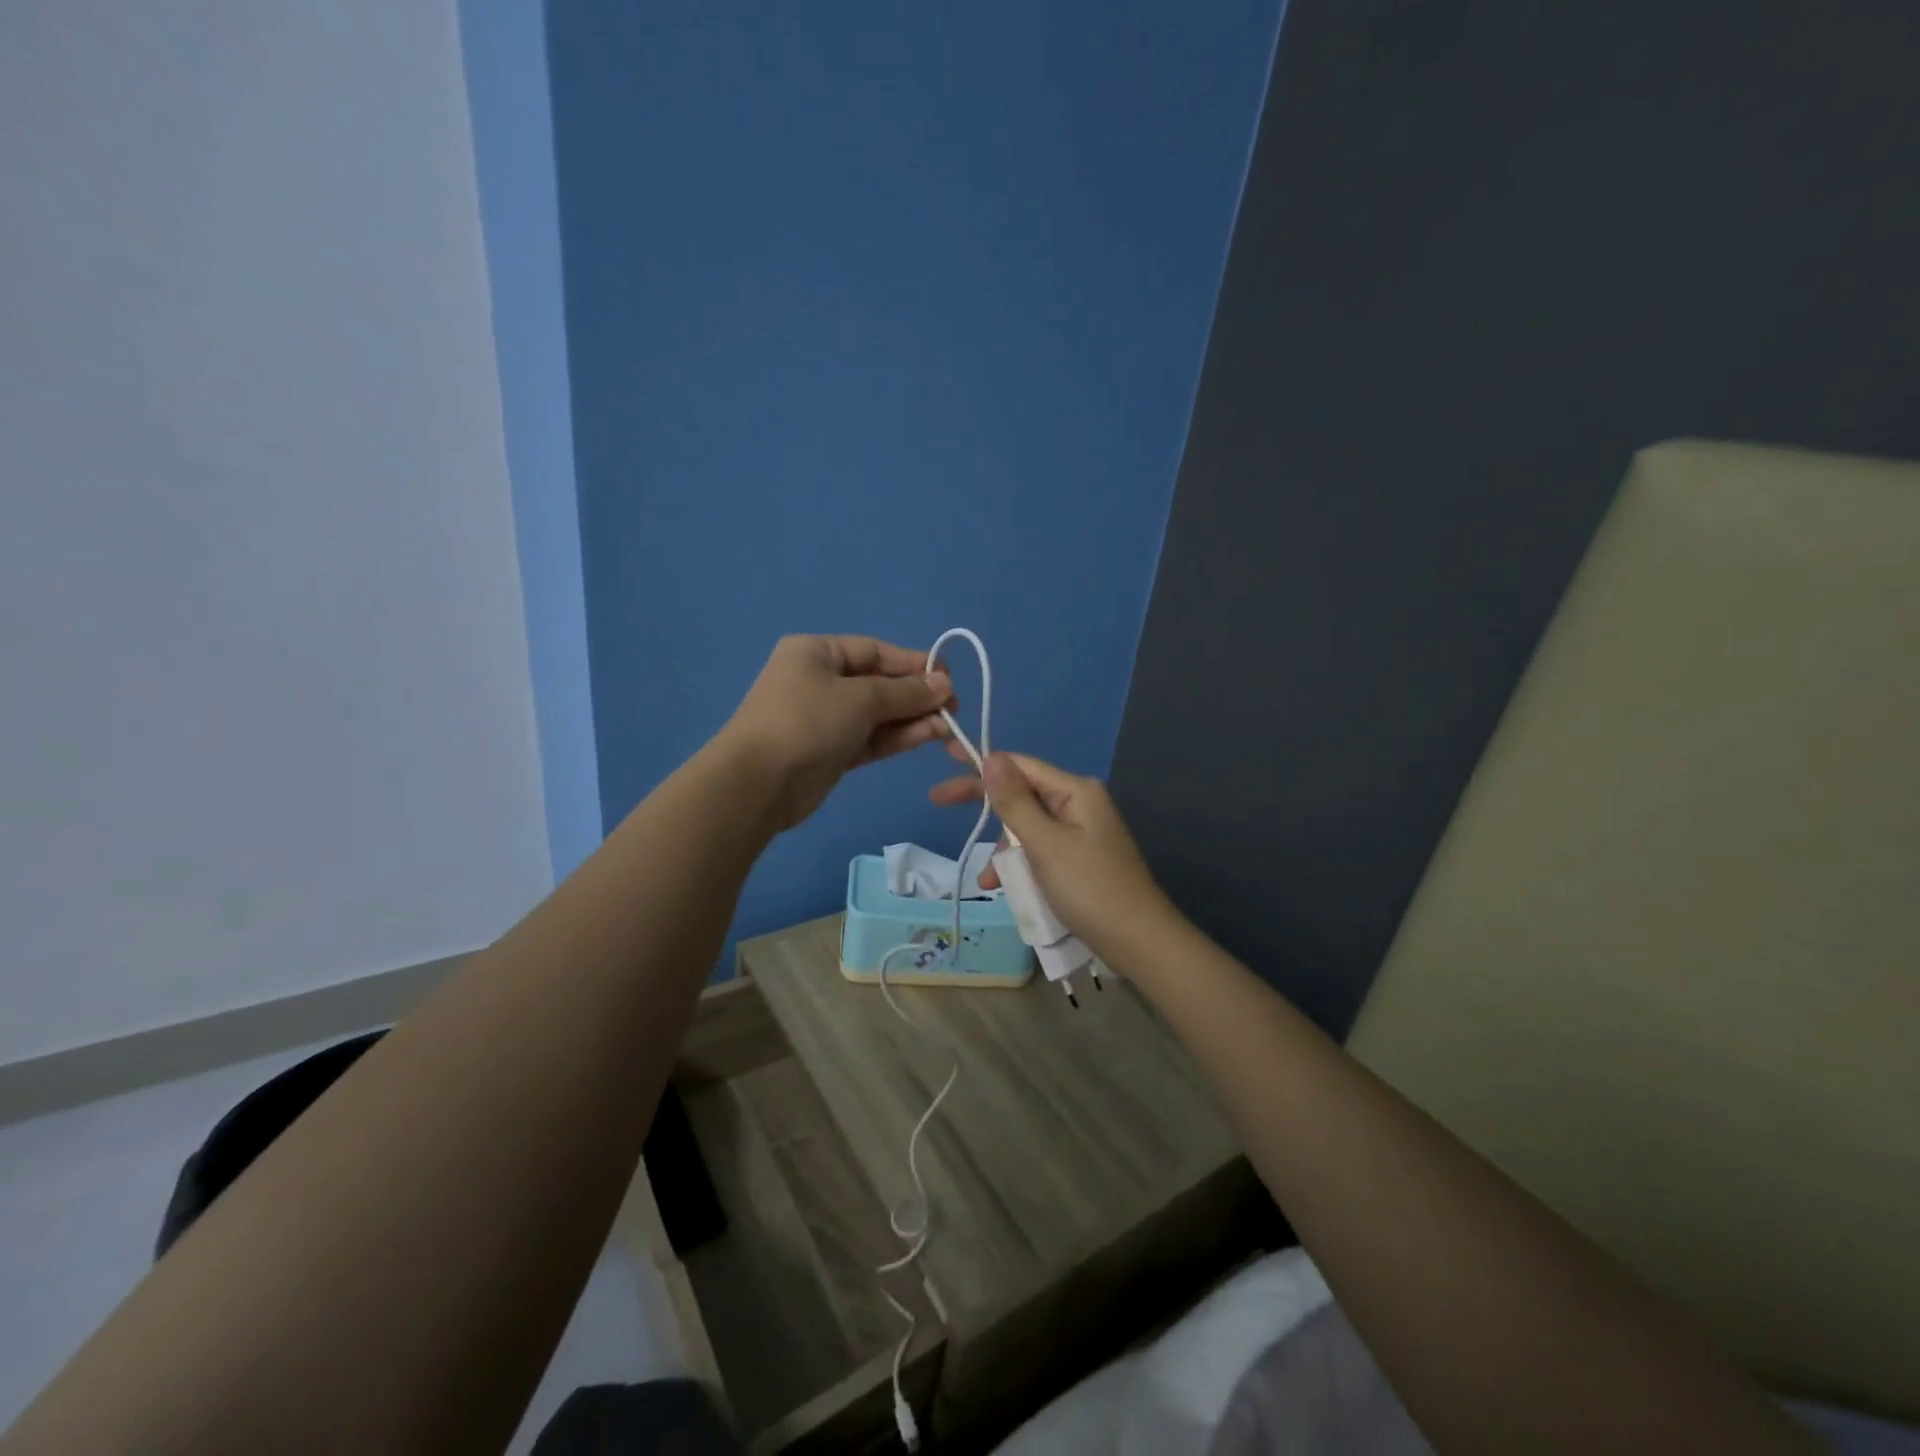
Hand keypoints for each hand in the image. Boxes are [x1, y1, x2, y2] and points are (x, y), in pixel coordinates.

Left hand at [720, 635, 951, 829]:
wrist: (758, 783)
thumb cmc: (807, 721)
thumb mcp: (860, 698)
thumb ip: (905, 692)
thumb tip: (945, 684)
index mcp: (817, 653)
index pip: (874, 651)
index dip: (913, 663)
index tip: (948, 678)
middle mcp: (820, 681)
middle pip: (878, 683)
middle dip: (916, 695)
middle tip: (953, 707)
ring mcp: (825, 719)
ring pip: (877, 714)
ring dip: (912, 718)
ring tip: (948, 726)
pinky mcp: (831, 752)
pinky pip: (871, 738)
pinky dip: (897, 737)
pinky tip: (929, 736)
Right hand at [929, 749, 1177, 961]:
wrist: (1139, 942)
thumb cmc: (1090, 888)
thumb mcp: (1045, 844)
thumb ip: (1014, 802)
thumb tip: (991, 757)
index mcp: (1075, 791)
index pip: (1020, 765)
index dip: (982, 762)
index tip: (945, 758)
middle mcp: (1079, 804)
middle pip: (1021, 794)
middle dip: (984, 804)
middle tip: (938, 801)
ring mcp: (1081, 833)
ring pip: (1027, 827)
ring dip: (1003, 849)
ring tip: (988, 881)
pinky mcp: (1079, 859)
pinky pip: (1039, 851)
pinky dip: (1020, 865)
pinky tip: (1006, 887)